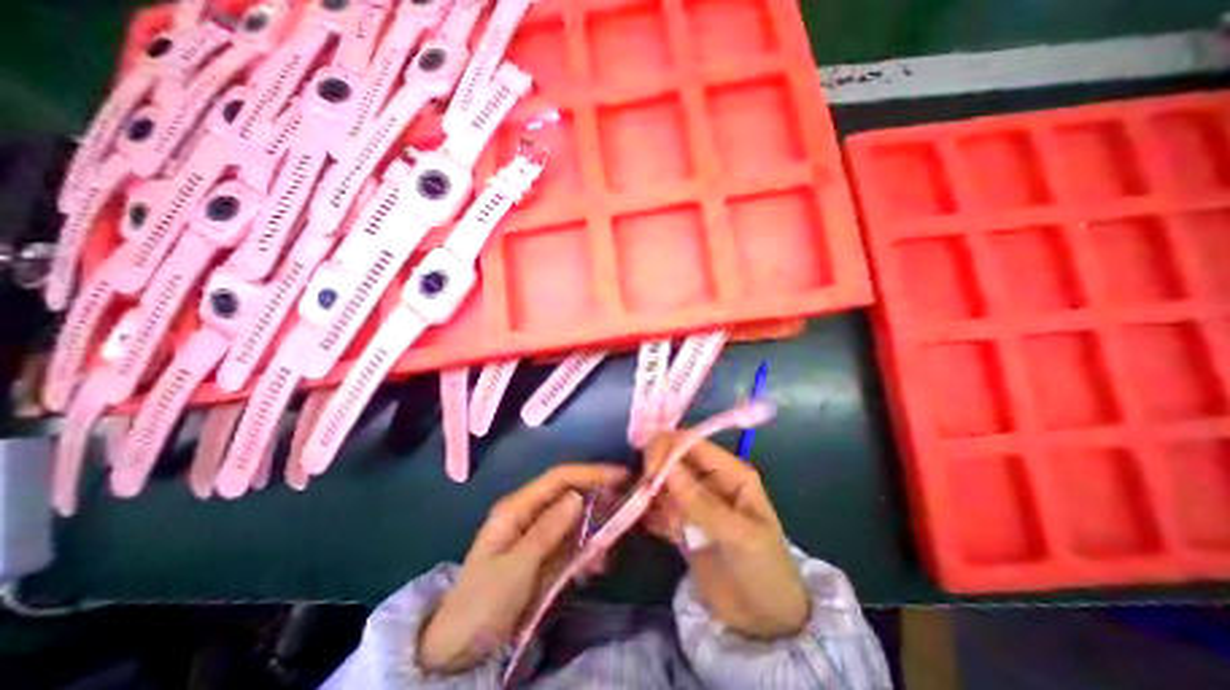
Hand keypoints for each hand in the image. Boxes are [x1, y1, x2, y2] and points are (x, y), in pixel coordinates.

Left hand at [415, 464, 625, 674]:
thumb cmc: (483, 604)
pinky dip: (587, 550)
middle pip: (569, 493)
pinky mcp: (543, 553)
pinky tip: (594, 567)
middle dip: (597, 500)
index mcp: (517, 508)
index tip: (620, 475)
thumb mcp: (516, 567)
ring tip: (604, 555)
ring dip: (594, 530)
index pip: (558, 478)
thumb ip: (548, 530)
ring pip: (575, 518)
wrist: (459, 650)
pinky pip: (572, 541)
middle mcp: (528, 513)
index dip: (590, 472)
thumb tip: (578, 496)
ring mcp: (537, 533)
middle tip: (624, 510)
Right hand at [639, 437, 812, 640]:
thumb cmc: (763, 571)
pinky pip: (660, 506)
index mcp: (730, 473)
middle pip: (674, 459)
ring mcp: (694, 500)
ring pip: (663, 481)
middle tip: (643, 493)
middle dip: (656, 470)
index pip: (693, 444)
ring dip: (650, 493)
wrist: (765, 622)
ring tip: (648, 515)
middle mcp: (709, 479)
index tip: (647, 467)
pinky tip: (646, 525)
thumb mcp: (737, 535)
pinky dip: (649, 511)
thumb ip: (700, 502)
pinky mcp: (682, 521)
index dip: (668, 447)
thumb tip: (666, 466)